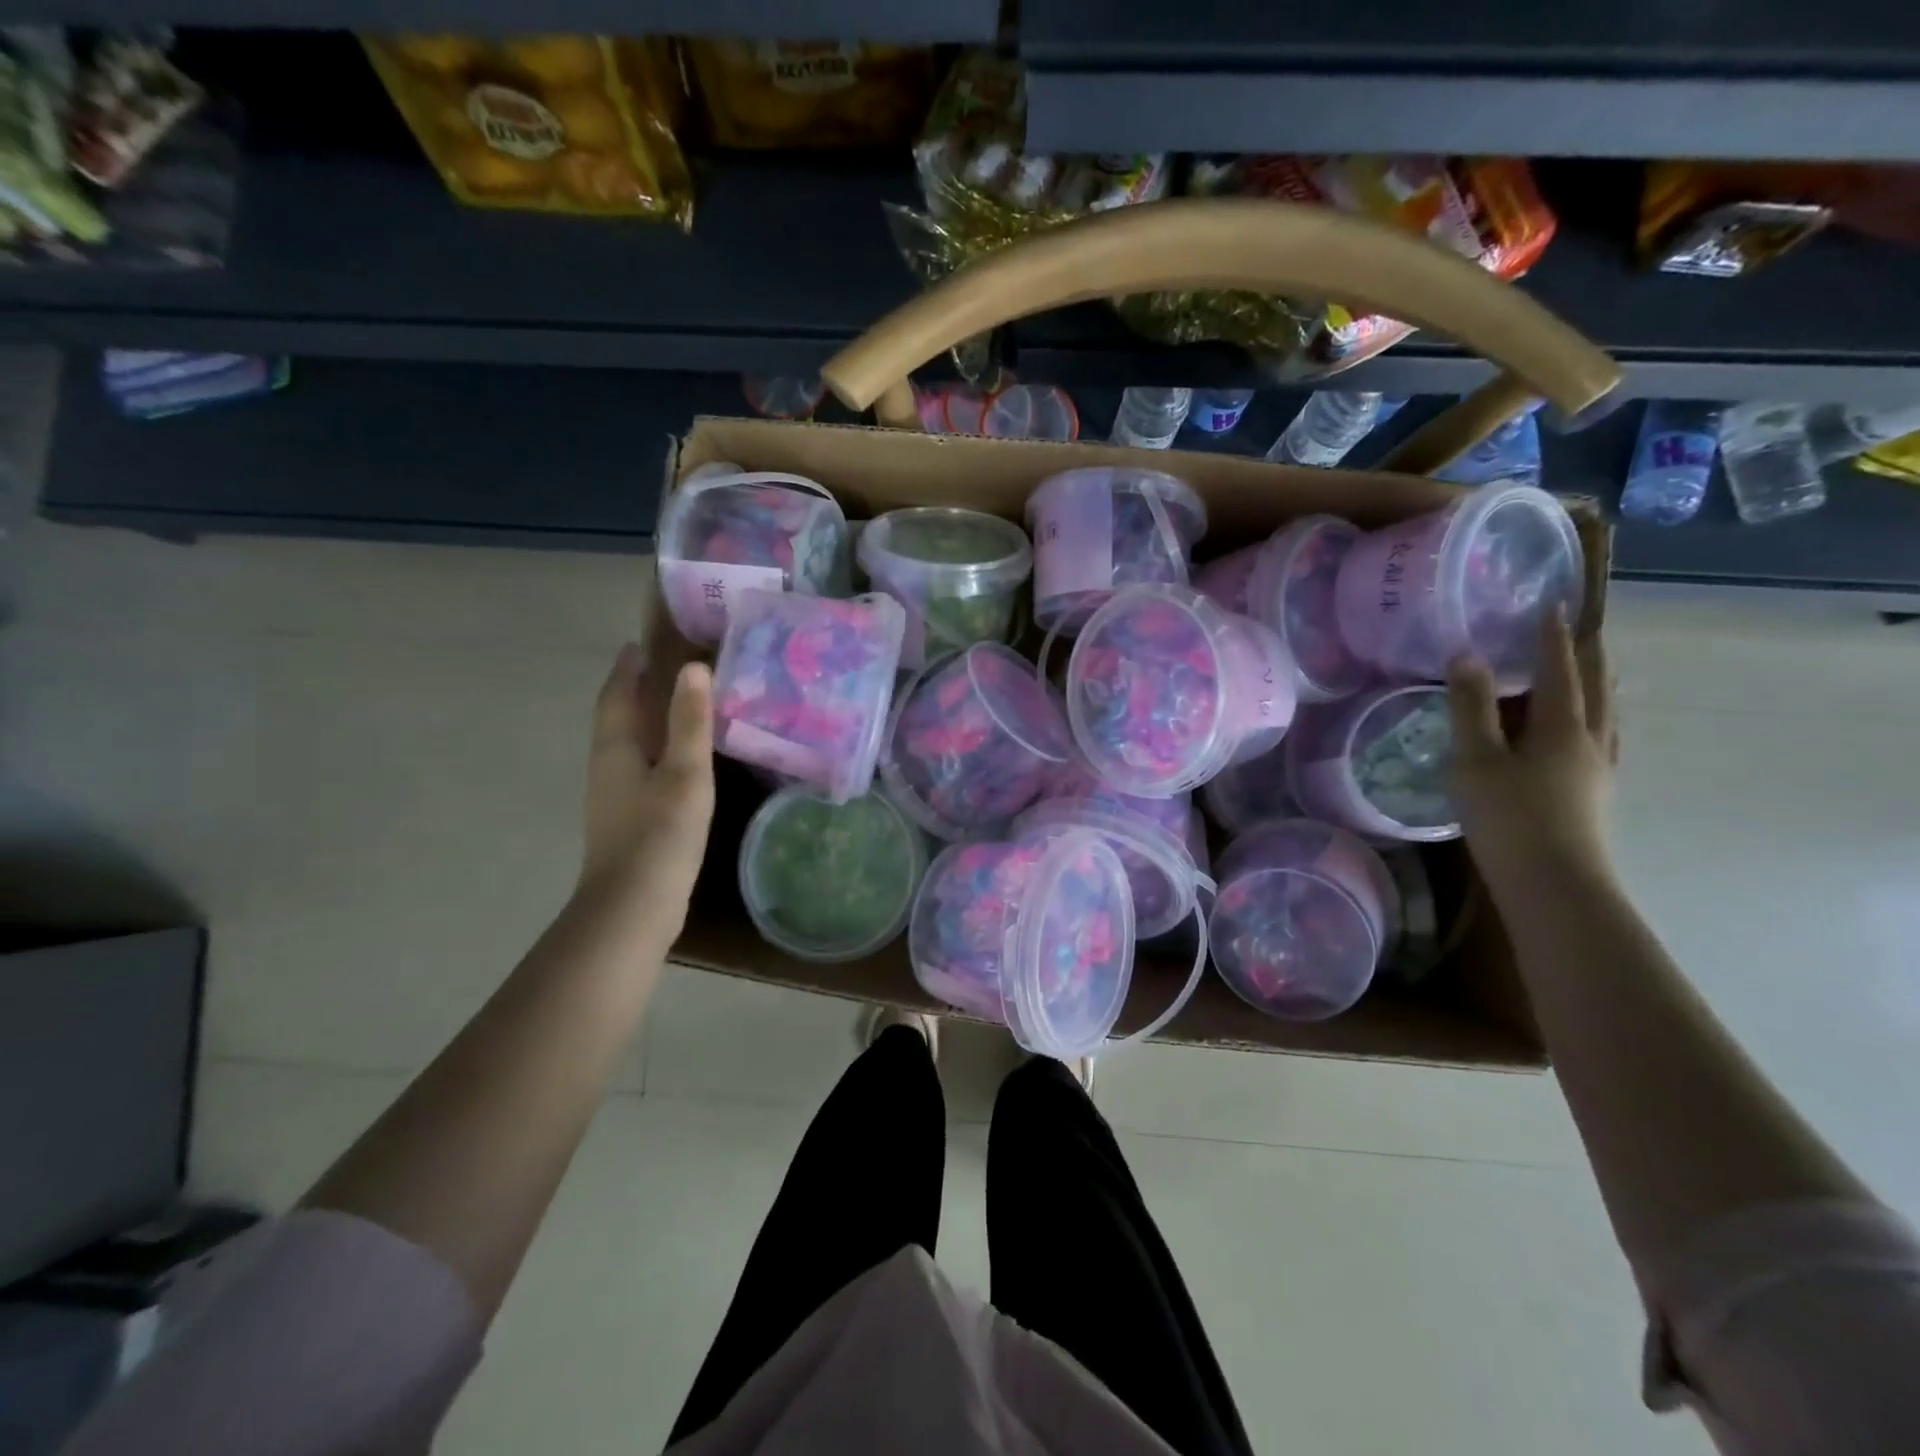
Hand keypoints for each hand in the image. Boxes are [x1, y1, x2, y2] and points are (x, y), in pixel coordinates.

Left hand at [578, 643, 715, 935]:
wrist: (632, 907)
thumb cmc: (660, 834)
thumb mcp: (685, 773)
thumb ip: (690, 722)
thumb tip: (693, 668)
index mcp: (615, 748)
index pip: (617, 695)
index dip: (628, 669)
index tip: (640, 645)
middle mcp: (606, 767)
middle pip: (617, 718)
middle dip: (634, 691)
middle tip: (662, 668)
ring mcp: (613, 797)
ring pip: (627, 745)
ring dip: (644, 722)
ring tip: (673, 707)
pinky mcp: (627, 820)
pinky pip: (639, 769)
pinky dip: (655, 751)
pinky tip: (677, 761)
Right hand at [1446, 610, 1617, 881]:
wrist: (1553, 885)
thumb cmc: (1509, 817)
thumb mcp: (1476, 759)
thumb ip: (1471, 708)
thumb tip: (1467, 655)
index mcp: (1561, 727)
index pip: (1559, 669)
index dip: (1553, 638)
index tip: (1554, 605)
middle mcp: (1590, 741)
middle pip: (1597, 689)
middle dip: (1588, 657)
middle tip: (1583, 631)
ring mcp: (1598, 771)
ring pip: (1606, 717)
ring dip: (1598, 688)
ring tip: (1593, 675)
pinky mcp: (1594, 796)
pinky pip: (1601, 740)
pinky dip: (1594, 720)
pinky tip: (1585, 735)